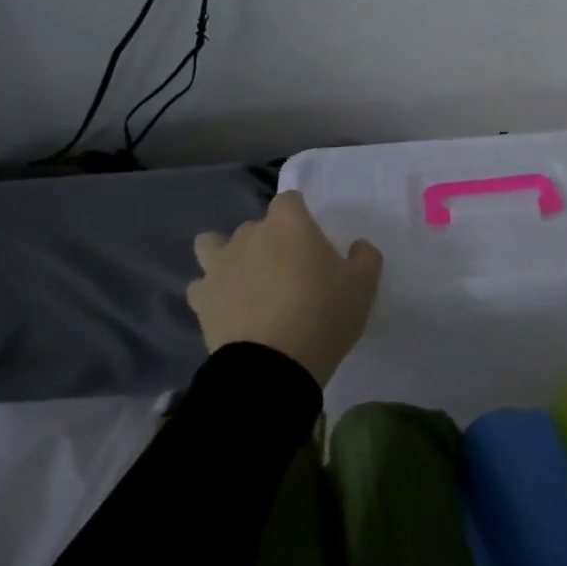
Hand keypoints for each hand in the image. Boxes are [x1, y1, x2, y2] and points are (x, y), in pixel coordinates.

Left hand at [187, 191, 383, 386]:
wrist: (272, 366)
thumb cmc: (323, 315)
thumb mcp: (363, 286)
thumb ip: (365, 257)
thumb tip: (358, 246)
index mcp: (289, 224)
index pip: (289, 199)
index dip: (300, 215)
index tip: (311, 238)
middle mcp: (250, 235)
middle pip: (256, 225)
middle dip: (269, 240)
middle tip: (289, 270)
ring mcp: (220, 266)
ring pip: (213, 244)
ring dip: (227, 254)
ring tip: (245, 278)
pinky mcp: (201, 298)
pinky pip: (201, 284)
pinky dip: (211, 291)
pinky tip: (226, 306)